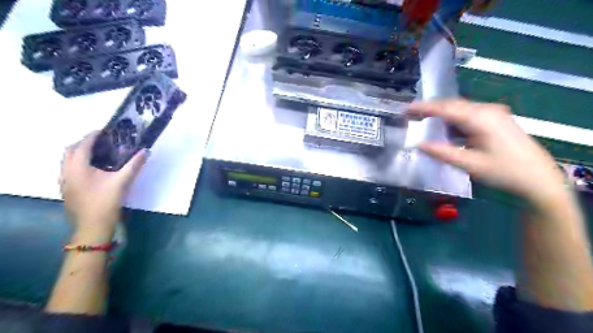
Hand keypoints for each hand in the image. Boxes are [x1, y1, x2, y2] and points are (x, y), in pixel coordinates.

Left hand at [60, 132, 147, 234]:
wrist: (92, 225)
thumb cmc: (106, 201)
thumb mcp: (123, 181)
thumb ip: (134, 164)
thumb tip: (146, 151)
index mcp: (78, 167)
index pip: (83, 145)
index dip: (93, 135)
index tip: (104, 130)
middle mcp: (66, 171)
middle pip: (70, 150)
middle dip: (83, 143)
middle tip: (100, 141)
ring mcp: (64, 182)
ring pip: (67, 161)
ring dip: (79, 153)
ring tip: (97, 154)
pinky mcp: (67, 190)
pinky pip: (69, 170)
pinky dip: (78, 164)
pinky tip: (92, 171)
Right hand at [408, 99, 563, 203]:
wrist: (540, 180)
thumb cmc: (505, 172)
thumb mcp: (470, 165)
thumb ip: (442, 153)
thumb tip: (418, 144)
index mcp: (480, 118)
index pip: (445, 108)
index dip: (424, 108)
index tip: (405, 109)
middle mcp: (487, 111)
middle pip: (453, 105)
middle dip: (430, 109)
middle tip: (410, 115)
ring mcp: (494, 114)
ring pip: (460, 110)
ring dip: (441, 115)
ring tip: (423, 121)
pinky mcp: (496, 121)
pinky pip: (469, 116)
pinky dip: (453, 121)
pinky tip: (445, 130)